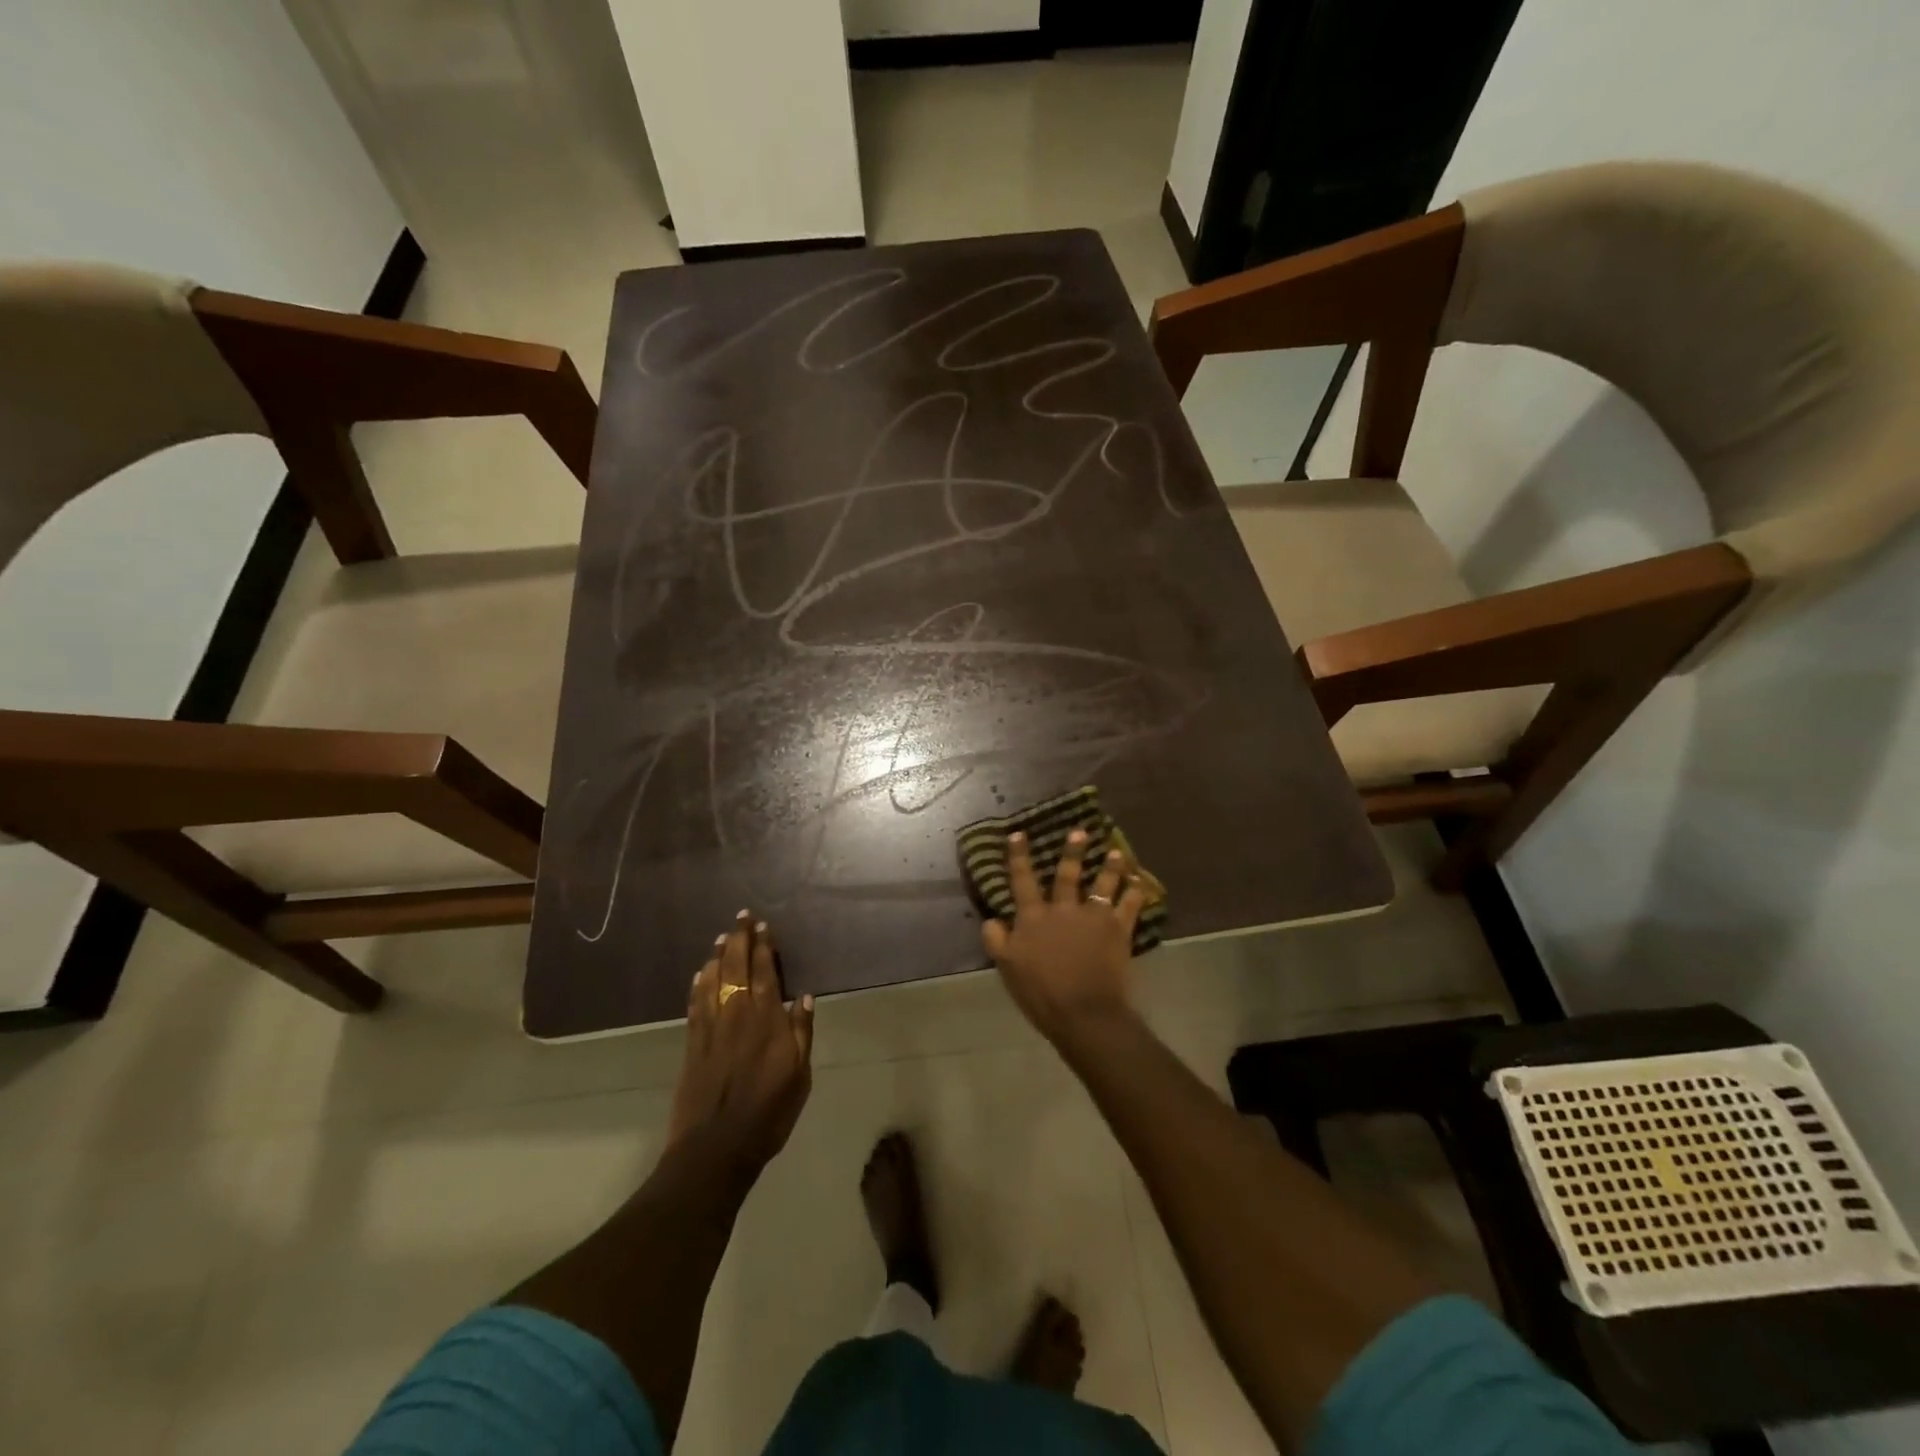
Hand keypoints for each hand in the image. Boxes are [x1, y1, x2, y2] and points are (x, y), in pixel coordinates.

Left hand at [668, 911, 815, 1173]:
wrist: (715, 1147)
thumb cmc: (768, 1113)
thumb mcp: (799, 1076)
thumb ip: (801, 1034)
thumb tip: (803, 997)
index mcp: (766, 1020)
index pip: (764, 973)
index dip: (763, 947)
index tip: (763, 926)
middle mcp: (737, 1015)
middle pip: (736, 968)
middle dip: (740, 940)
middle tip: (741, 917)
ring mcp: (711, 1028)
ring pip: (713, 981)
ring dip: (719, 956)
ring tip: (723, 937)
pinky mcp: (692, 1044)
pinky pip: (695, 1004)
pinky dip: (698, 984)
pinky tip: (701, 973)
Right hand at [982, 830, 1146, 1042]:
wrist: (1084, 1013)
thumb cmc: (1041, 994)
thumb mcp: (1007, 968)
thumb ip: (996, 940)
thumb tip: (991, 918)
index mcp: (1034, 918)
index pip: (1022, 880)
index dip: (1019, 856)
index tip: (1018, 834)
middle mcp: (1063, 909)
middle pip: (1067, 875)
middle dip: (1073, 852)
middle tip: (1080, 831)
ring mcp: (1093, 917)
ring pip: (1103, 884)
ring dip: (1111, 866)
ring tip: (1117, 852)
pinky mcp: (1118, 930)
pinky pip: (1130, 906)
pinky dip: (1136, 892)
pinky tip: (1141, 882)